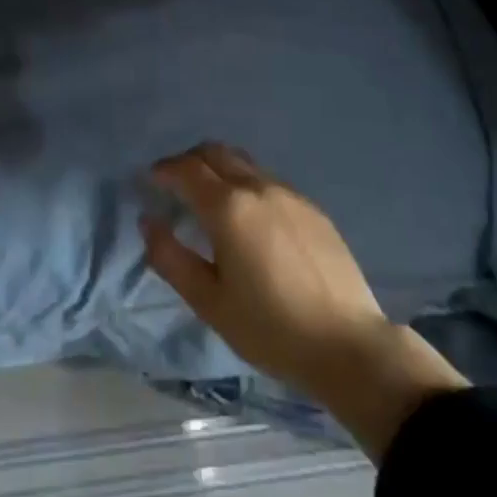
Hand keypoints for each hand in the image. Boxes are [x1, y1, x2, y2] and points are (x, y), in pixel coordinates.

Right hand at [142, 143, 465, 461]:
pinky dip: (245, 184)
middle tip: (174, 184)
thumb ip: (171, 257)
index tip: (150, 181)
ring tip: (209, 199)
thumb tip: (148, 221)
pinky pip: (268, 180)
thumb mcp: (209, 301)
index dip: (163, 170)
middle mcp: (258, 187)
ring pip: (244, 163)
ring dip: (218, 169)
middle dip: (188, 161)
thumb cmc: (270, 328)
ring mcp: (289, 194)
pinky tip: (249, 218)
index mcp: (228, 207)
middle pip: (215, 152)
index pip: (186, 169)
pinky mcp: (312, 208)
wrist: (348, 344)